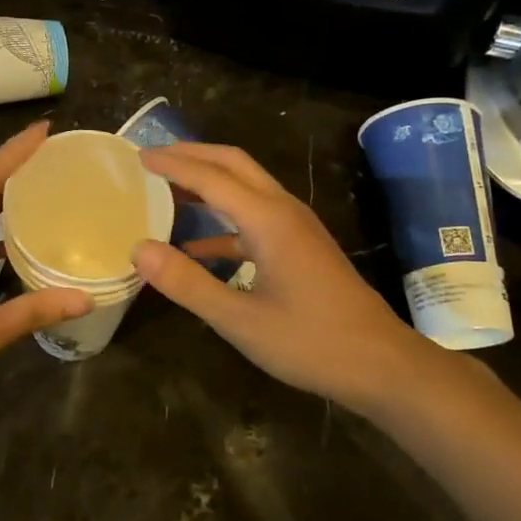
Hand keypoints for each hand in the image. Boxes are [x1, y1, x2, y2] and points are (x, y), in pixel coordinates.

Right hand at [134, 143, 423, 413]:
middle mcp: (283, 210)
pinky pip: (254, 218)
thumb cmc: (311, 342)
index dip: (173, 163)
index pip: (211, 176)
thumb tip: (139, 249)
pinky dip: (222, 221)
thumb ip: (187, 283)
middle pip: (233, 164)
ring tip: (168, 189)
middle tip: (153, 158)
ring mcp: (296, 227)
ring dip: (208, 182)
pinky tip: (196, 246)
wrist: (381, 364)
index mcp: (268, 220)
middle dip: (192, 155)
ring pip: (246, 187)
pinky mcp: (301, 246)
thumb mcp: (240, 320)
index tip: (138, 156)